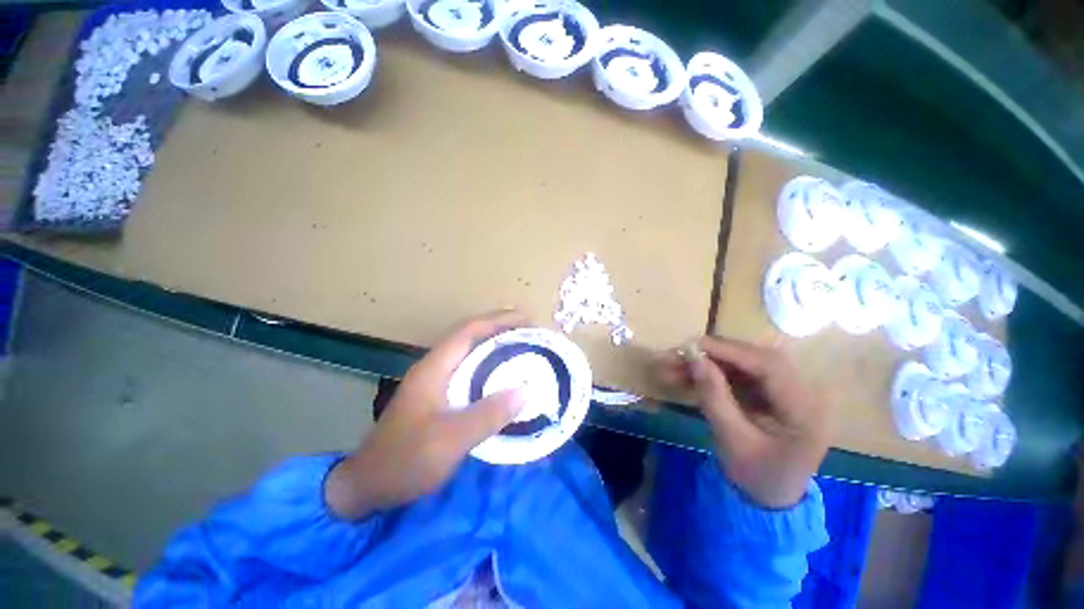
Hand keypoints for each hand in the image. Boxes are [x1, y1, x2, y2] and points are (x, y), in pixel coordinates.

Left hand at [325, 310, 527, 518]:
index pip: (469, 330)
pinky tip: (503, 375)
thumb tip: (524, 391)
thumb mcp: (449, 440)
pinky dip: (490, 364)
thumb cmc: (405, 460)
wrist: (367, 486)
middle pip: (470, 335)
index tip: (527, 318)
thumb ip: (486, 415)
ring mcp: (435, 381)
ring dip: (495, 344)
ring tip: (523, 346)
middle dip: (500, 327)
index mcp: (434, 367)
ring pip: (470, 351)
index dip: (498, 320)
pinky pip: (470, 369)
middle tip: (530, 330)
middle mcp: (434, 367)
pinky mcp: (438, 395)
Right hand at [659, 337, 829, 507]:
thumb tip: (693, 358)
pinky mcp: (766, 393)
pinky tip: (684, 376)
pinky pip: (735, 375)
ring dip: (706, 363)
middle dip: (712, 355)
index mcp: (804, 409)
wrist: (768, 499)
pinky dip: (709, 374)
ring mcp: (782, 391)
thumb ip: (714, 396)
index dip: (729, 351)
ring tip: (671, 366)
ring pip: (741, 364)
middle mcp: (800, 392)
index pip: (768, 365)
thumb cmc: (756, 476)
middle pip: (753, 359)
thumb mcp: (733, 440)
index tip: (691, 345)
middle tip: (677, 354)